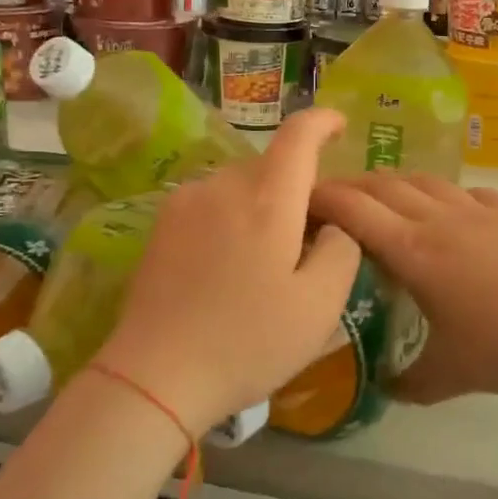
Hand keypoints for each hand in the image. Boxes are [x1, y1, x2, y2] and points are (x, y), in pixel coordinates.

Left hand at [95, 109, 360, 435]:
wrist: (155, 376)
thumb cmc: (248, 342)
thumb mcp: (320, 305)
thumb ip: (341, 249)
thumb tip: (333, 224)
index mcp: (267, 199)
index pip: (298, 135)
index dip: (322, 122)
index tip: (338, 126)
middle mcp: (222, 186)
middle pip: (270, 165)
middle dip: (297, 186)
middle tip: (312, 236)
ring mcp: (184, 203)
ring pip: (239, 185)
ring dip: (263, 204)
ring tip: (269, 259)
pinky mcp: (161, 226)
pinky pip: (211, 203)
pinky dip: (233, 217)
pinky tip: (231, 266)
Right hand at [310, 172, 497, 402]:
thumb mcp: (452, 373)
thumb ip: (412, 383)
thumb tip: (388, 389)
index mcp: (412, 250)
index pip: (352, 209)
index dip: (320, 197)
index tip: (297, 200)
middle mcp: (438, 219)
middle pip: (383, 185)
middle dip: (351, 185)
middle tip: (331, 198)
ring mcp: (478, 212)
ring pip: (425, 180)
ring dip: (395, 182)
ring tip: (383, 196)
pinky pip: (468, 192)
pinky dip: (447, 193)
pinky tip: (453, 208)